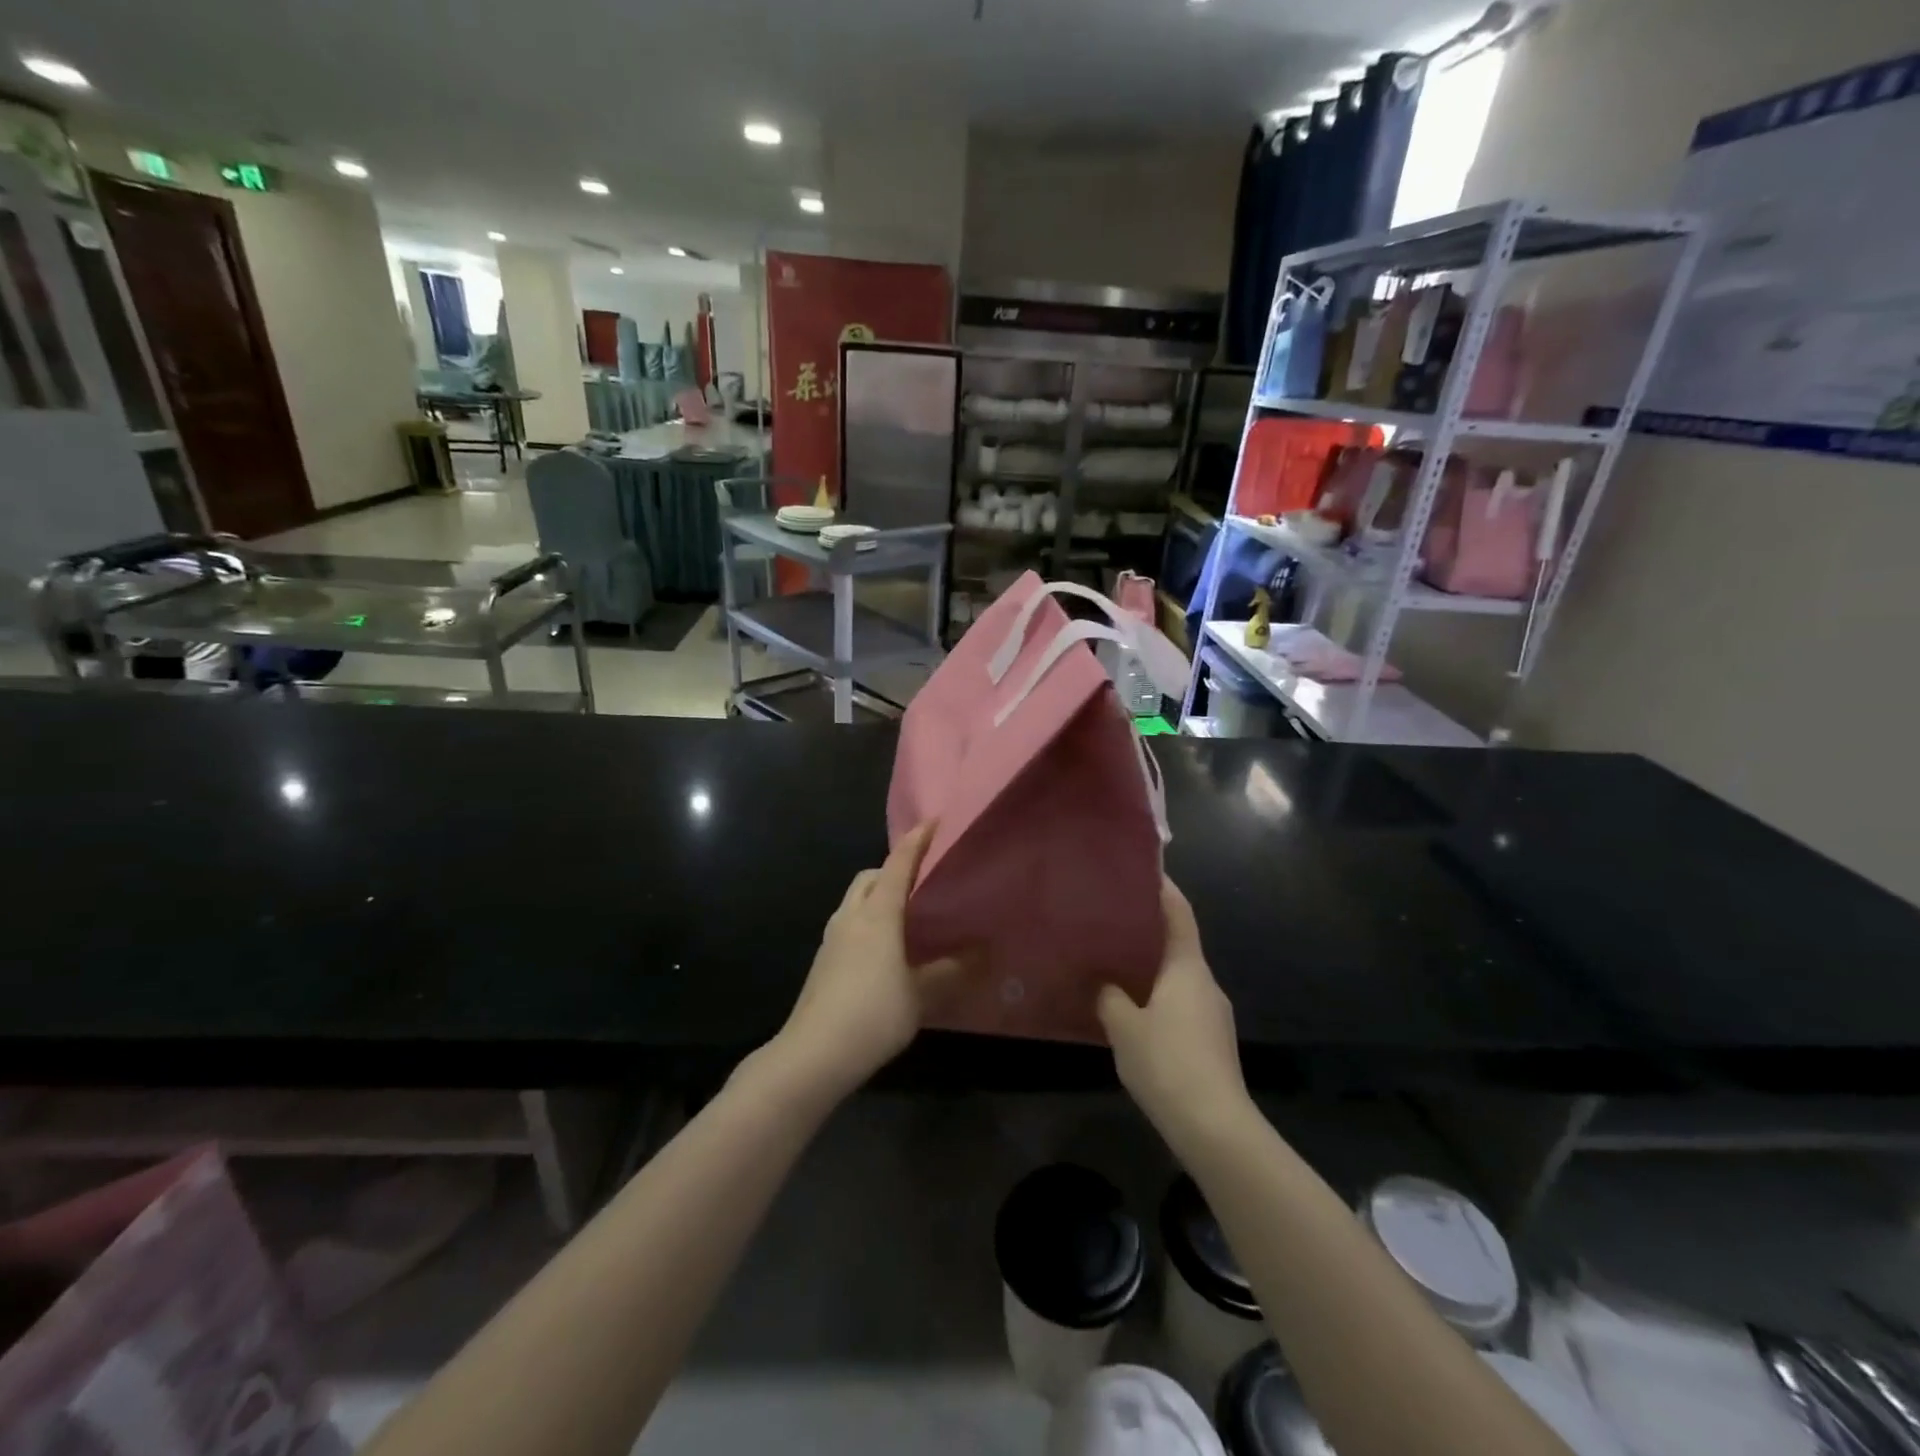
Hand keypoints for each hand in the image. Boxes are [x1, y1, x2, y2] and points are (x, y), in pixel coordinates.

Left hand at [773, 824, 960, 1096]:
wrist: (812, 1054)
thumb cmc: (872, 1015)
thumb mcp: (920, 995)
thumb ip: (951, 972)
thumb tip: (983, 954)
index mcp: (877, 915)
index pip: (898, 865)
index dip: (916, 841)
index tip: (932, 821)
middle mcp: (851, 917)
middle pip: (870, 877)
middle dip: (893, 868)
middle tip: (922, 880)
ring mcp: (832, 938)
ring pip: (855, 900)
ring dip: (878, 895)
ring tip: (906, 914)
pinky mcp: (823, 960)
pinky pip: (849, 922)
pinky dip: (868, 919)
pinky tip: (884, 949)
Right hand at [1097, 877, 1252, 1148]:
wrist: (1215, 1128)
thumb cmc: (1168, 1063)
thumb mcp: (1124, 1027)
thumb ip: (1109, 998)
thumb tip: (1103, 984)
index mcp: (1188, 968)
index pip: (1179, 914)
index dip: (1164, 890)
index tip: (1143, 871)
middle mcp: (1205, 983)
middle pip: (1178, 945)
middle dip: (1148, 932)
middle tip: (1111, 922)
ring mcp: (1213, 1015)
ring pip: (1178, 978)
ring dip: (1151, 970)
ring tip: (1114, 966)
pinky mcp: (1212, 1042)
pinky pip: (1181, 1005)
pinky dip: (1158, 998)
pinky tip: (1132, 1013)